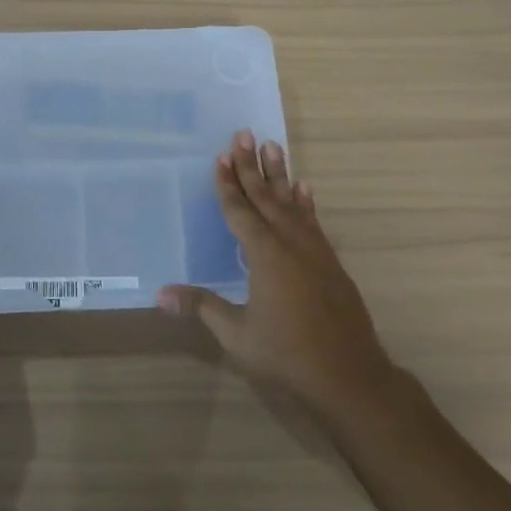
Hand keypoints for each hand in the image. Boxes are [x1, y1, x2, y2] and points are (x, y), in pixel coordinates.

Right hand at [160, 131, 396, 427]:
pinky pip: (313, 221)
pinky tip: (304, 188)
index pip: (240, 211)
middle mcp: (290, 243)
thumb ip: (202, 307)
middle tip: (244, 134)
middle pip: (266, 196)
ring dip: (280, 174)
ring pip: (292, 202)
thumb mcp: (237, 334)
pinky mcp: (331, 262)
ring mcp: (314, 250)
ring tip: (273, 146)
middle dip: (252, 165)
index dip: (229, 184)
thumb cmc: (287, 355)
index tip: (222, 156)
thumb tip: (159, 294)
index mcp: (265, 254)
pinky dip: (306, 202)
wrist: (350, 377)